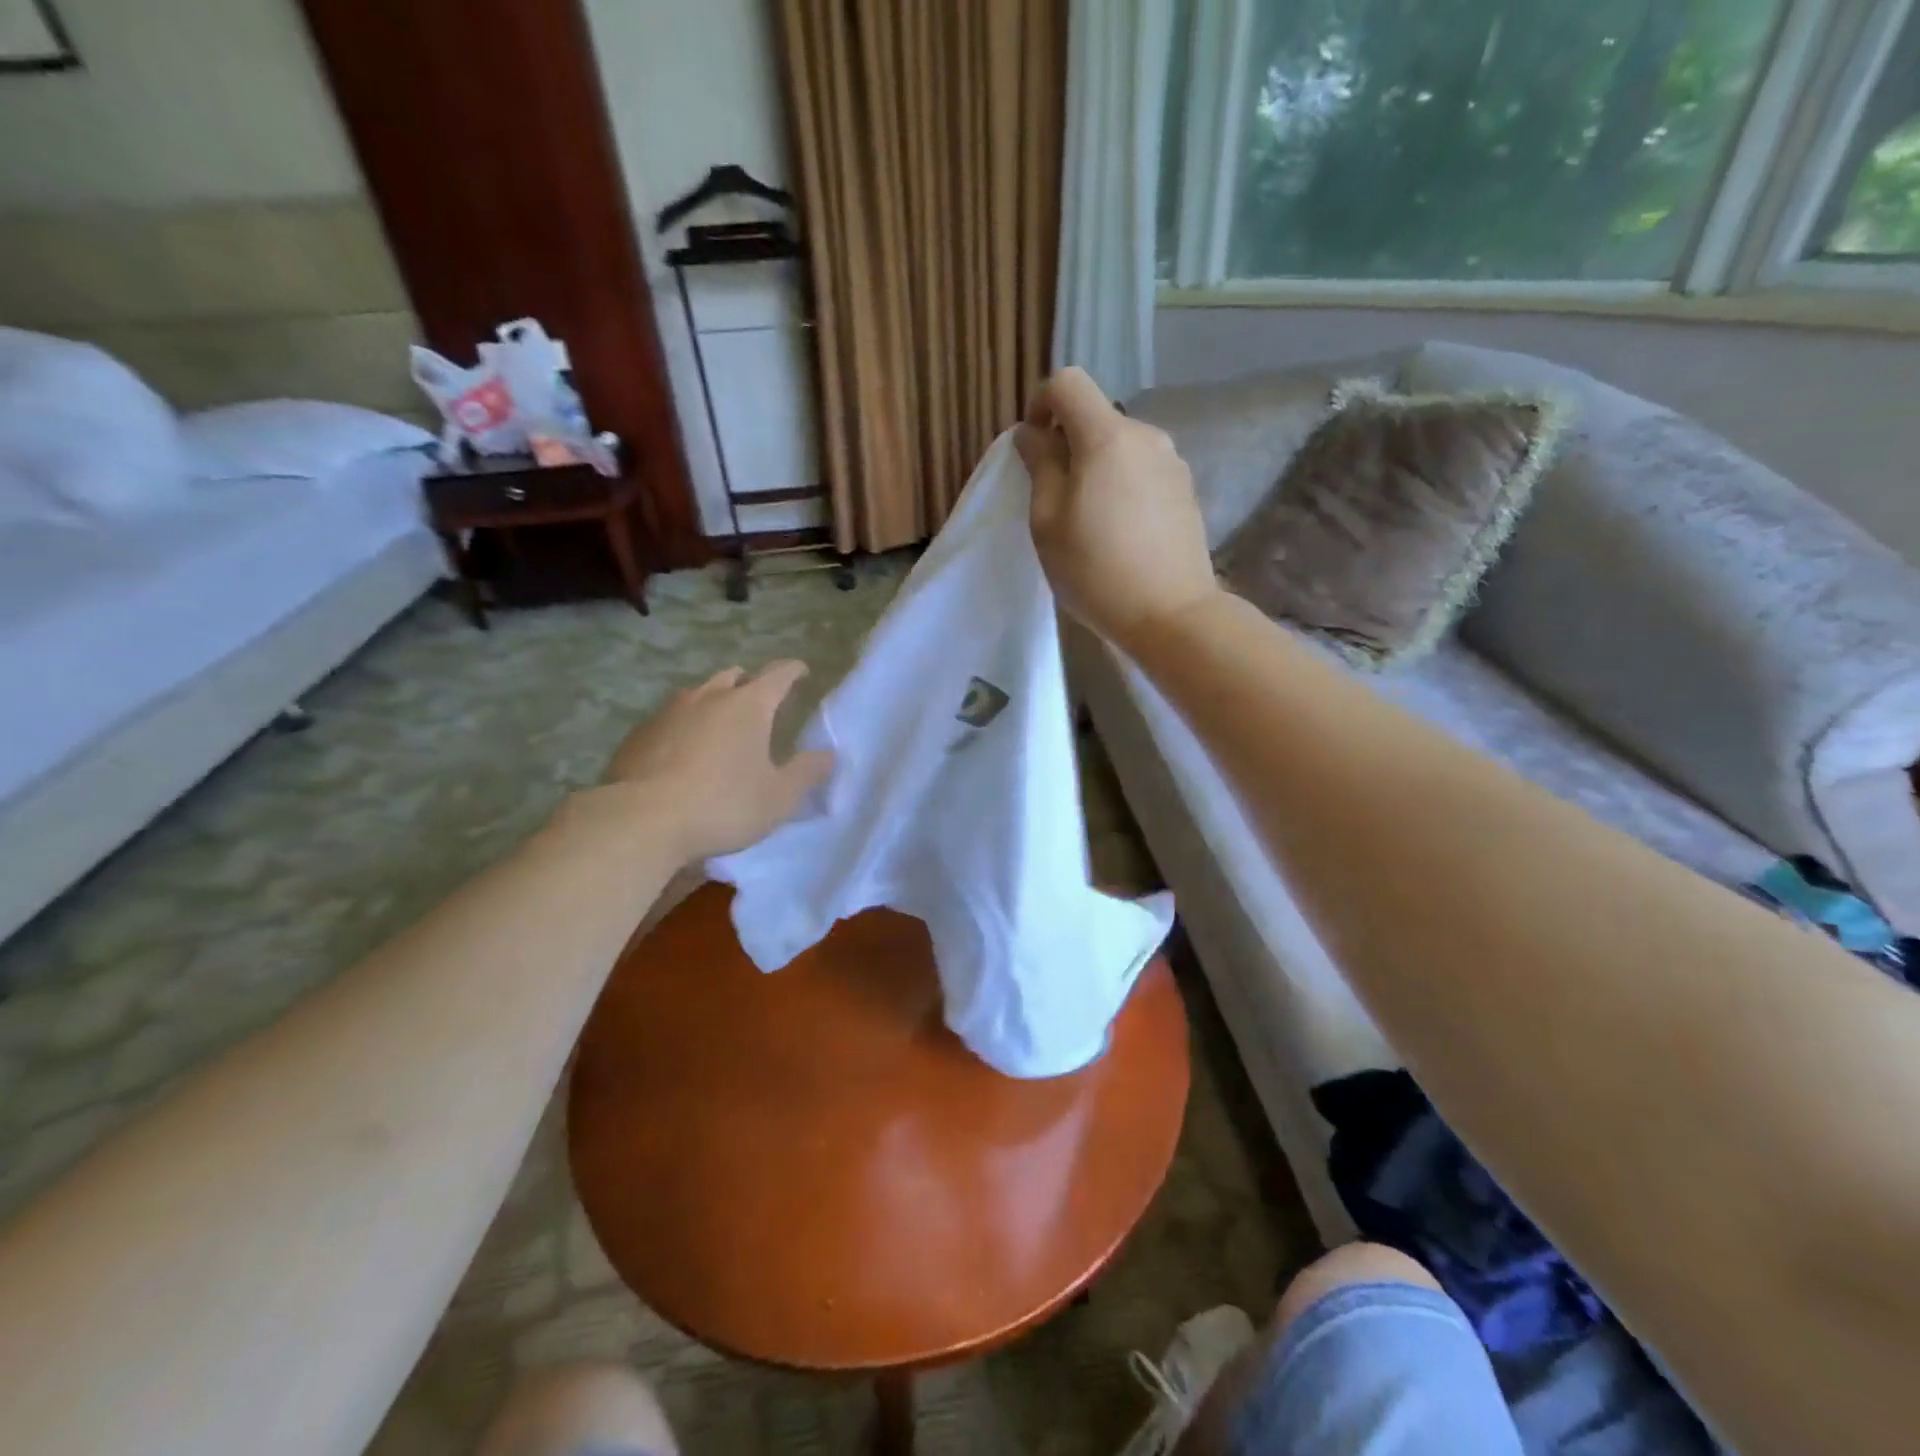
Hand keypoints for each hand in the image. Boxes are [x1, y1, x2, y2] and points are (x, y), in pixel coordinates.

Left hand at [601, 662, 831, 862]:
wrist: (641, 820)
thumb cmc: (723, 805)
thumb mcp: (778, 797)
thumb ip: (806, 772)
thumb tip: (828, 754)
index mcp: (749, 705)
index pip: (778, 674)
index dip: (793, 671)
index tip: (801, 671)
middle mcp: (708, 696)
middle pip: (734, 676)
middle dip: (750, 683)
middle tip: (759, 702)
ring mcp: (669, 711)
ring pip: (698, 693)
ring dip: (714, 701)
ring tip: (720, 724)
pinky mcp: (639, 732)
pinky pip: (670, 717)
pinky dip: (684, 724)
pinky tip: (683, 750)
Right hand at [1013, 367, 1218, 651]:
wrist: (1171, 614)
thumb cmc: (1096, 571)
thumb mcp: (1048, 523)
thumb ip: (1040, 467)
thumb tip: (1033, 434)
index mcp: (1107, 437)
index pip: (1068, 383)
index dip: (1041, 404)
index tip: (1034, 448)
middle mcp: (1146, 436)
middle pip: (1096, 416)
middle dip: (1069, 444)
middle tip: (1055, 498)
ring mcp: (1172, 462)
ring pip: (1121, 446)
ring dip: (1097, 467)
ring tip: (1089, 521)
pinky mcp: (1186, 490)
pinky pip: (1143, 470)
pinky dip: (1123, 485)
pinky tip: (1120, 532)